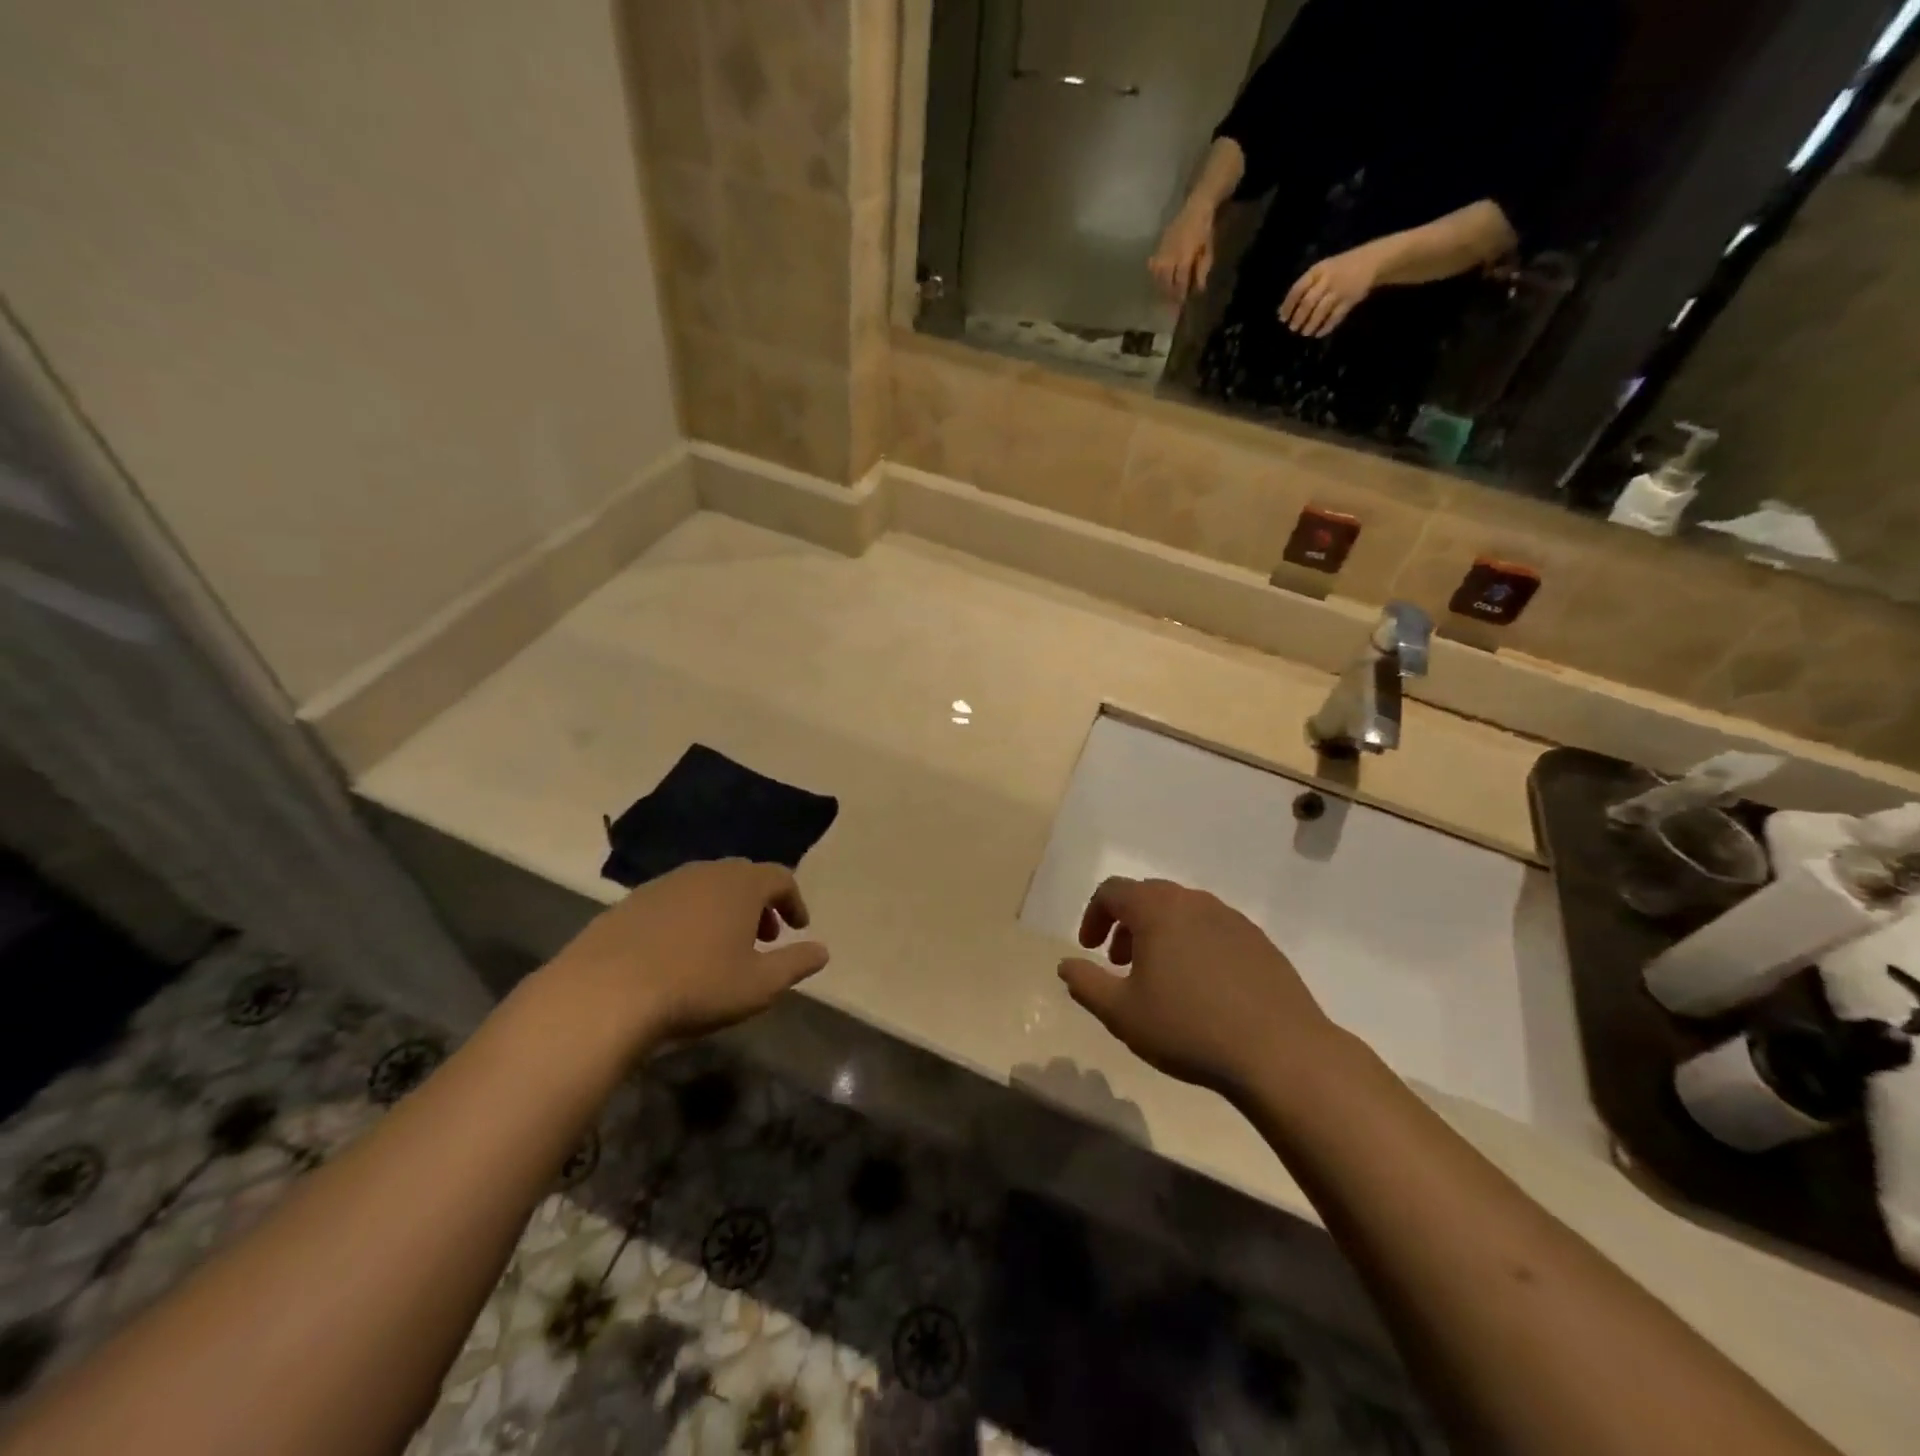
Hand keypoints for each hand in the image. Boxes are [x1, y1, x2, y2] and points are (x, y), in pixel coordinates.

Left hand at [546, 860, 827, 1047]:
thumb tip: (823, 951)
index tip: (798, 928)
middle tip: (764, 937)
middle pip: (743, 877)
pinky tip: (678, 952)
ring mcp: (663, 884)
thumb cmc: (697, 986)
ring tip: (722, 946)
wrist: (604, 994)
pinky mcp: (628, 903)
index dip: (794, 901)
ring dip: (723, 909)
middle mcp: (705, 872)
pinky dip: (688, 917)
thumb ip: (796, 964)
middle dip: (759, 904)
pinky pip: (672, 901)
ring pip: (705, 886)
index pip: (780, 877)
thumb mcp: (760, 985)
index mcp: (741, 885)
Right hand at [1057, 878, 1341, 1100]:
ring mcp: (1232, 919)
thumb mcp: (1122, 1013)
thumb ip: (1086, 984)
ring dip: (1160, 934)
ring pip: (1183, 912)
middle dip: (1126, 924)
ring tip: (1160, 977)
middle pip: (1148, 896)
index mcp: (1157, 909)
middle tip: (1120, 963)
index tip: (1090, 950)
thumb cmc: (1189, 1028)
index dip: (1093, 916)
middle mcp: (1194, 902)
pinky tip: (1202, 988)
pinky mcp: (1259, 941)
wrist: (1280, 1052)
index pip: (1112, 891)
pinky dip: (1194, 945)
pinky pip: (1213, 930)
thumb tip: (1066, 965)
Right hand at [1149, 207, 1217, 302]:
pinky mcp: (1158, 248)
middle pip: (1166, 282)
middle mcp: (1170, 257)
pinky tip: (1158, 278)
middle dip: (1169, 294)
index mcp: (1184, 258)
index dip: (1180, 294)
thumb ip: (1203, 269)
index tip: (1181, 304)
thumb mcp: (1208, 250)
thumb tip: (1199, 288)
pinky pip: (1152, 266)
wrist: (1195, 208)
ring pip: (1157, 276)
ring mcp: (1162, 252)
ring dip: (1161, 286)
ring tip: (1165, 293)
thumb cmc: (1204, 230)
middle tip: (1172, 302)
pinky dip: (1155, 274)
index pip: (1180, 283)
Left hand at [1281, 243, 1386, 336]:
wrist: (1372, 260)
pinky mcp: (1351, 299)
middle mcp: (1328, 279)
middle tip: (1293, 328)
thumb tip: (1284, 310)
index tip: (1282, 318)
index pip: (1298, 289)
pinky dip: (1326, 327)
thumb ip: (1306, 287)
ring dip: (1310, 324)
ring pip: (1321, 311)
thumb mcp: (1322, 270)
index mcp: (1318, 270)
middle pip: (1308, 302)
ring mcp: (1340, 289)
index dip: (1288, 305)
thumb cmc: (1340, 268)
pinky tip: (1319, 333)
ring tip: (1305, 332)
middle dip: (1298, 318)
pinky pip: (1336, 316)